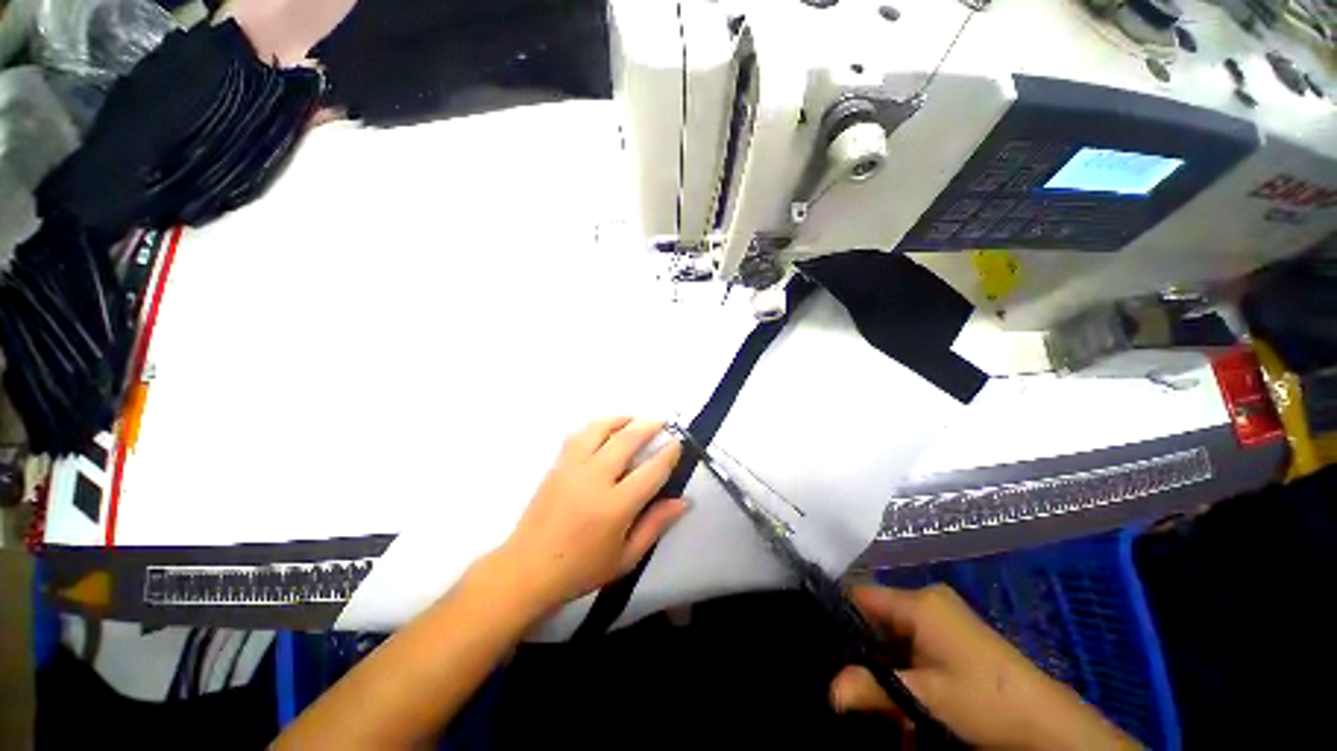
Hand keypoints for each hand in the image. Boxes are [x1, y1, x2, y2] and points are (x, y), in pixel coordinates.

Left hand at [496, 417, 687, 611]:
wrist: (527, 569)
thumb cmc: (581, 569)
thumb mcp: (626, 557)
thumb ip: (655, 525)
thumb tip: (683, 501)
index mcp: (615, 506)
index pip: (650, 471)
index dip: (668, 454)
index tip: (678, 443)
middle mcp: (594, 479)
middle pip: (626, 440)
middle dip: (648, 427)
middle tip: (662, 422)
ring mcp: (572, 468)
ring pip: (599, 429)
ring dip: (621, 419)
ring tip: (634, 419)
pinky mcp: (556, 465)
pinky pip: (578, 435)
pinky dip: (597, 427)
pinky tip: (605, 430)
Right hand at [829, 585, 1138, 749]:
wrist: (1048, 724)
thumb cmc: (984, 701)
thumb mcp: (925, 698)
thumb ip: (873, 688)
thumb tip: (830, 690)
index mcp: (919, 601)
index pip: (860, 594)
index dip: (840, 615)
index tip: (826, 644)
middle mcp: (928, 600)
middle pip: (877, 617)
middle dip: (866, 651)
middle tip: (859, 682)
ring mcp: (944, 617)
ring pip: (895, 634)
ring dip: (887, 665)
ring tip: (886, 697)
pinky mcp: (955, 635)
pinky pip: (914, 643)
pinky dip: (906, 667)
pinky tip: (910, 696)